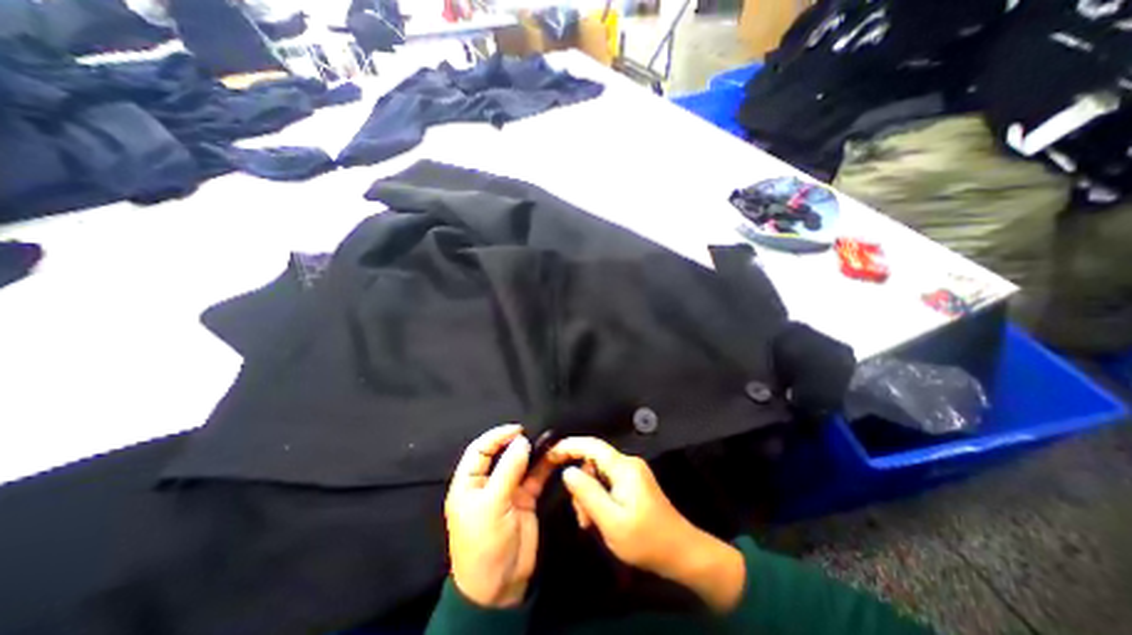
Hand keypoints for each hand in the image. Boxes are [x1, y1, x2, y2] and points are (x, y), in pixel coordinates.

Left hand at [445, 425, 556, 607]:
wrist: (499, 587)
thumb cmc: (485, 544)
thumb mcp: (492, 506)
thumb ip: (508, 471)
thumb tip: (522, 440)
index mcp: (469, 483)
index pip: (480, 449)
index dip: (497, 436)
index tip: (518, 430)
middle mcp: (488, 482)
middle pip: (502, 453)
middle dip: (517, 442)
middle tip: (536, 433)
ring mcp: (508, 490)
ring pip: (521, 463)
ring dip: (534, 452)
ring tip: (549, 440)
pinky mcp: (525, 499)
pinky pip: (535, 477)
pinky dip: (544, 466)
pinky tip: (555, 456)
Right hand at [546, 440, 749, 612]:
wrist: (681, 553)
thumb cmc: (646, 540)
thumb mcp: (611, 521)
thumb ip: (588, 493)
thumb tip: (568, 471)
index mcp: (624, 467)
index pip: (592, 446)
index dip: (569, 445)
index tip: (550, 453)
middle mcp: (628, 464)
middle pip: (593, 463)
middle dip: (582, 485)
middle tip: (581, 517)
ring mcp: (632, 473)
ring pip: (599, 475)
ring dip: (589, 496)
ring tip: (591, 524)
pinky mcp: (634, 484)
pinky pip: (608, 483)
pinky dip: (599, 498)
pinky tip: (600, 519)